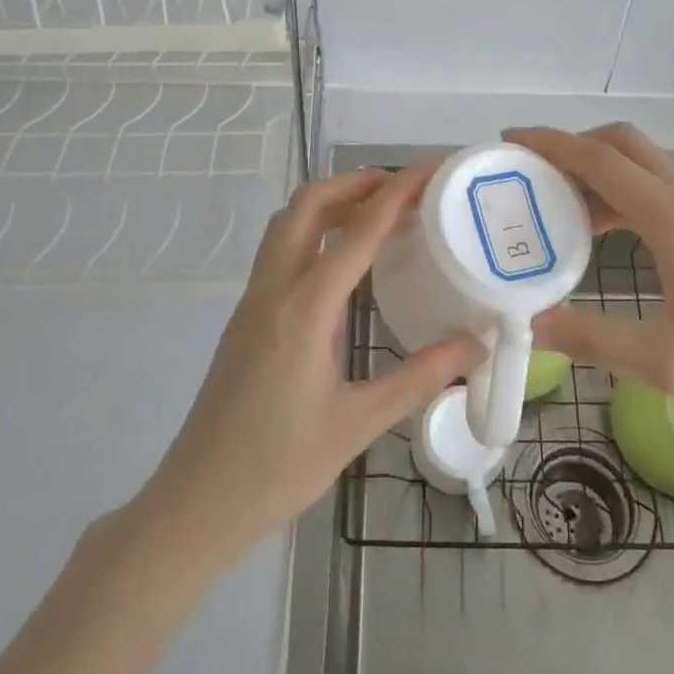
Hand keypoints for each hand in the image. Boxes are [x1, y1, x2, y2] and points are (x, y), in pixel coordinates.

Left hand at [146, 163, 482, 555]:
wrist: (198, 502)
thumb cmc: (279, 467)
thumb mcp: (358, 425)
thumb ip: (419, 378)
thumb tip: (476, 345)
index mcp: (304, 309)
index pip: (357, 231)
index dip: (397, 194)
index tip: (430, 171)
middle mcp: (274, 288)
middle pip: (308, 204)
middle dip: (356, 183)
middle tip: (404, 190)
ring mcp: (253, 298)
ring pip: (287, 221)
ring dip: (331, 202)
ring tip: (378, 212)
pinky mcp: (247, 314)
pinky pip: (280, 248)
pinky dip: (314, 228)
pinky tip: (343, 258)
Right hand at [506, 125, 673, 436]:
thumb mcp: (668, 362)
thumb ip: (593, 339)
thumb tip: (534, 325)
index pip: (599, 159)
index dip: (551, 144)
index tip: (511, 140)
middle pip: (623, 144)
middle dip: (573, 148)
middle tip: (533, 176)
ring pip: (647, 163)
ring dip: (602, 172)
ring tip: (563, 209)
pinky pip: (667, 186)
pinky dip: (629, 191)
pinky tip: (615, 232)